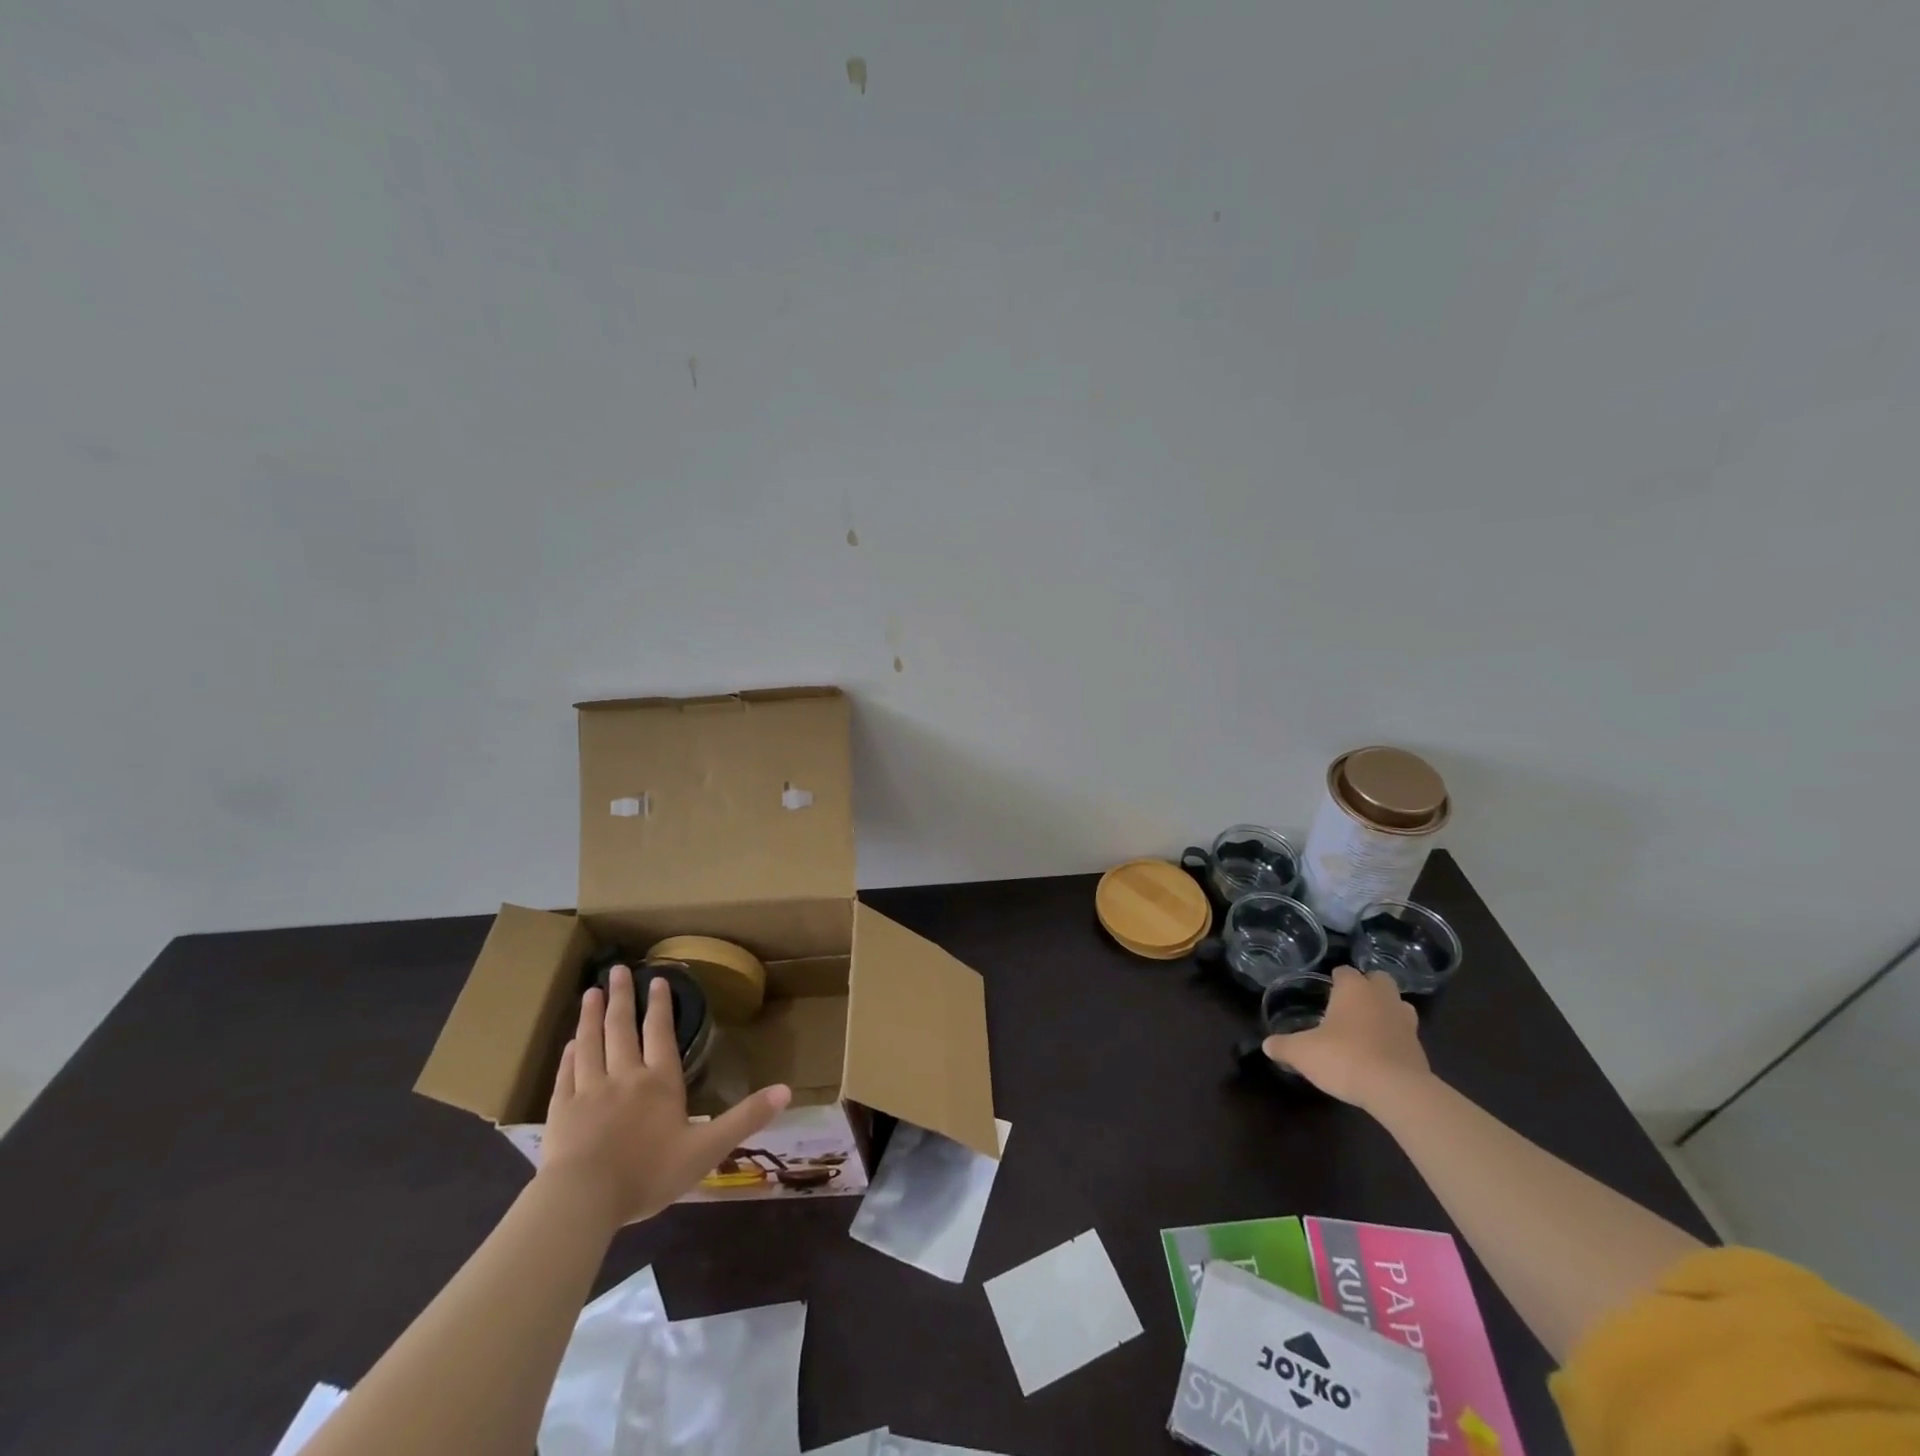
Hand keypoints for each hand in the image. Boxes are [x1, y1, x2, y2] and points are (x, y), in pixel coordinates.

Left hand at [538, 964, 791, 1225]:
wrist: (583, 1200)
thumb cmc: (649, 1173)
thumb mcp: (707, 1149)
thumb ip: (746, 1118)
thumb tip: (787, 1090)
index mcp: (660, 1082)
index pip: (661, 1034)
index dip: (661, 1006)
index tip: (658, 979)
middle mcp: (624, 1076)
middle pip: (622, 1029)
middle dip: (622, 997)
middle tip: (616, 969)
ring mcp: (589, 1091)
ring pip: (590, 1044)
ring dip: (591, 1017)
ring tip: (591, 992)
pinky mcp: (561, 1112)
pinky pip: (565, 1075)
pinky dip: (568, 1056)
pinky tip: (568, 1044)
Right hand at [1263, 966, 1429, 1108]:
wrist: (1397, 1091)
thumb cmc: (1344, 1058)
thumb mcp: (1302, 1053)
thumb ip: (1283, 1046)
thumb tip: (1267, 1045)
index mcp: (1354, 989)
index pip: (1344, 971)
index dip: (1335, 979)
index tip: (1325, 991)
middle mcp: (1382, 997)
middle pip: (1379, 979)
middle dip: (1367, 987)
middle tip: (1349, 1004)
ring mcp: (1406, 1022)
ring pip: (1398, 1005)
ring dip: (1386, 1010)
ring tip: (1368, 1026)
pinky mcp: (1420, 1049)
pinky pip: (1405, 1034)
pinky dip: (1394, 1038)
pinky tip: (1380, 1054)